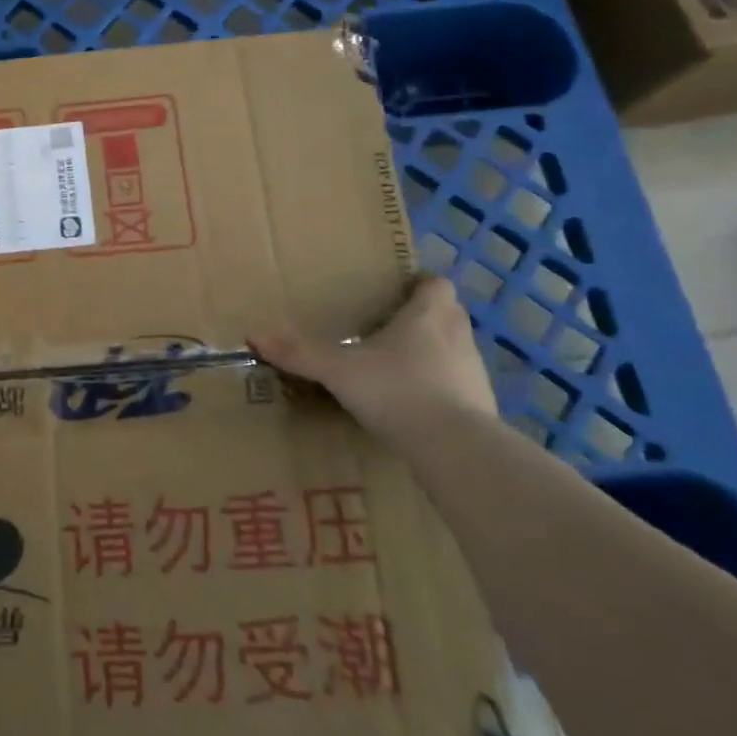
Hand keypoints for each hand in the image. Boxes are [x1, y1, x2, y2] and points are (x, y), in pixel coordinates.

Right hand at [253, 276, 497, 437]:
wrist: (455, 450)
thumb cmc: (397, 391)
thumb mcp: (338, 370)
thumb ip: (299, 353)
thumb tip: (253, 334)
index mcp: (428, 316)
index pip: (437, 284)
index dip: (420, 285)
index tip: (398, 292)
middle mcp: (458, 337)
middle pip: (449, 315)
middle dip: (424, 319)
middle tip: (389, 329)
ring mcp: (475, 375)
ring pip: (455, 352)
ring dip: (434, 355)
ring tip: (398, 369)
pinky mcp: (483, 410)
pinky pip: (460, 389)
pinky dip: (441, 392)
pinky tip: (415, 408)